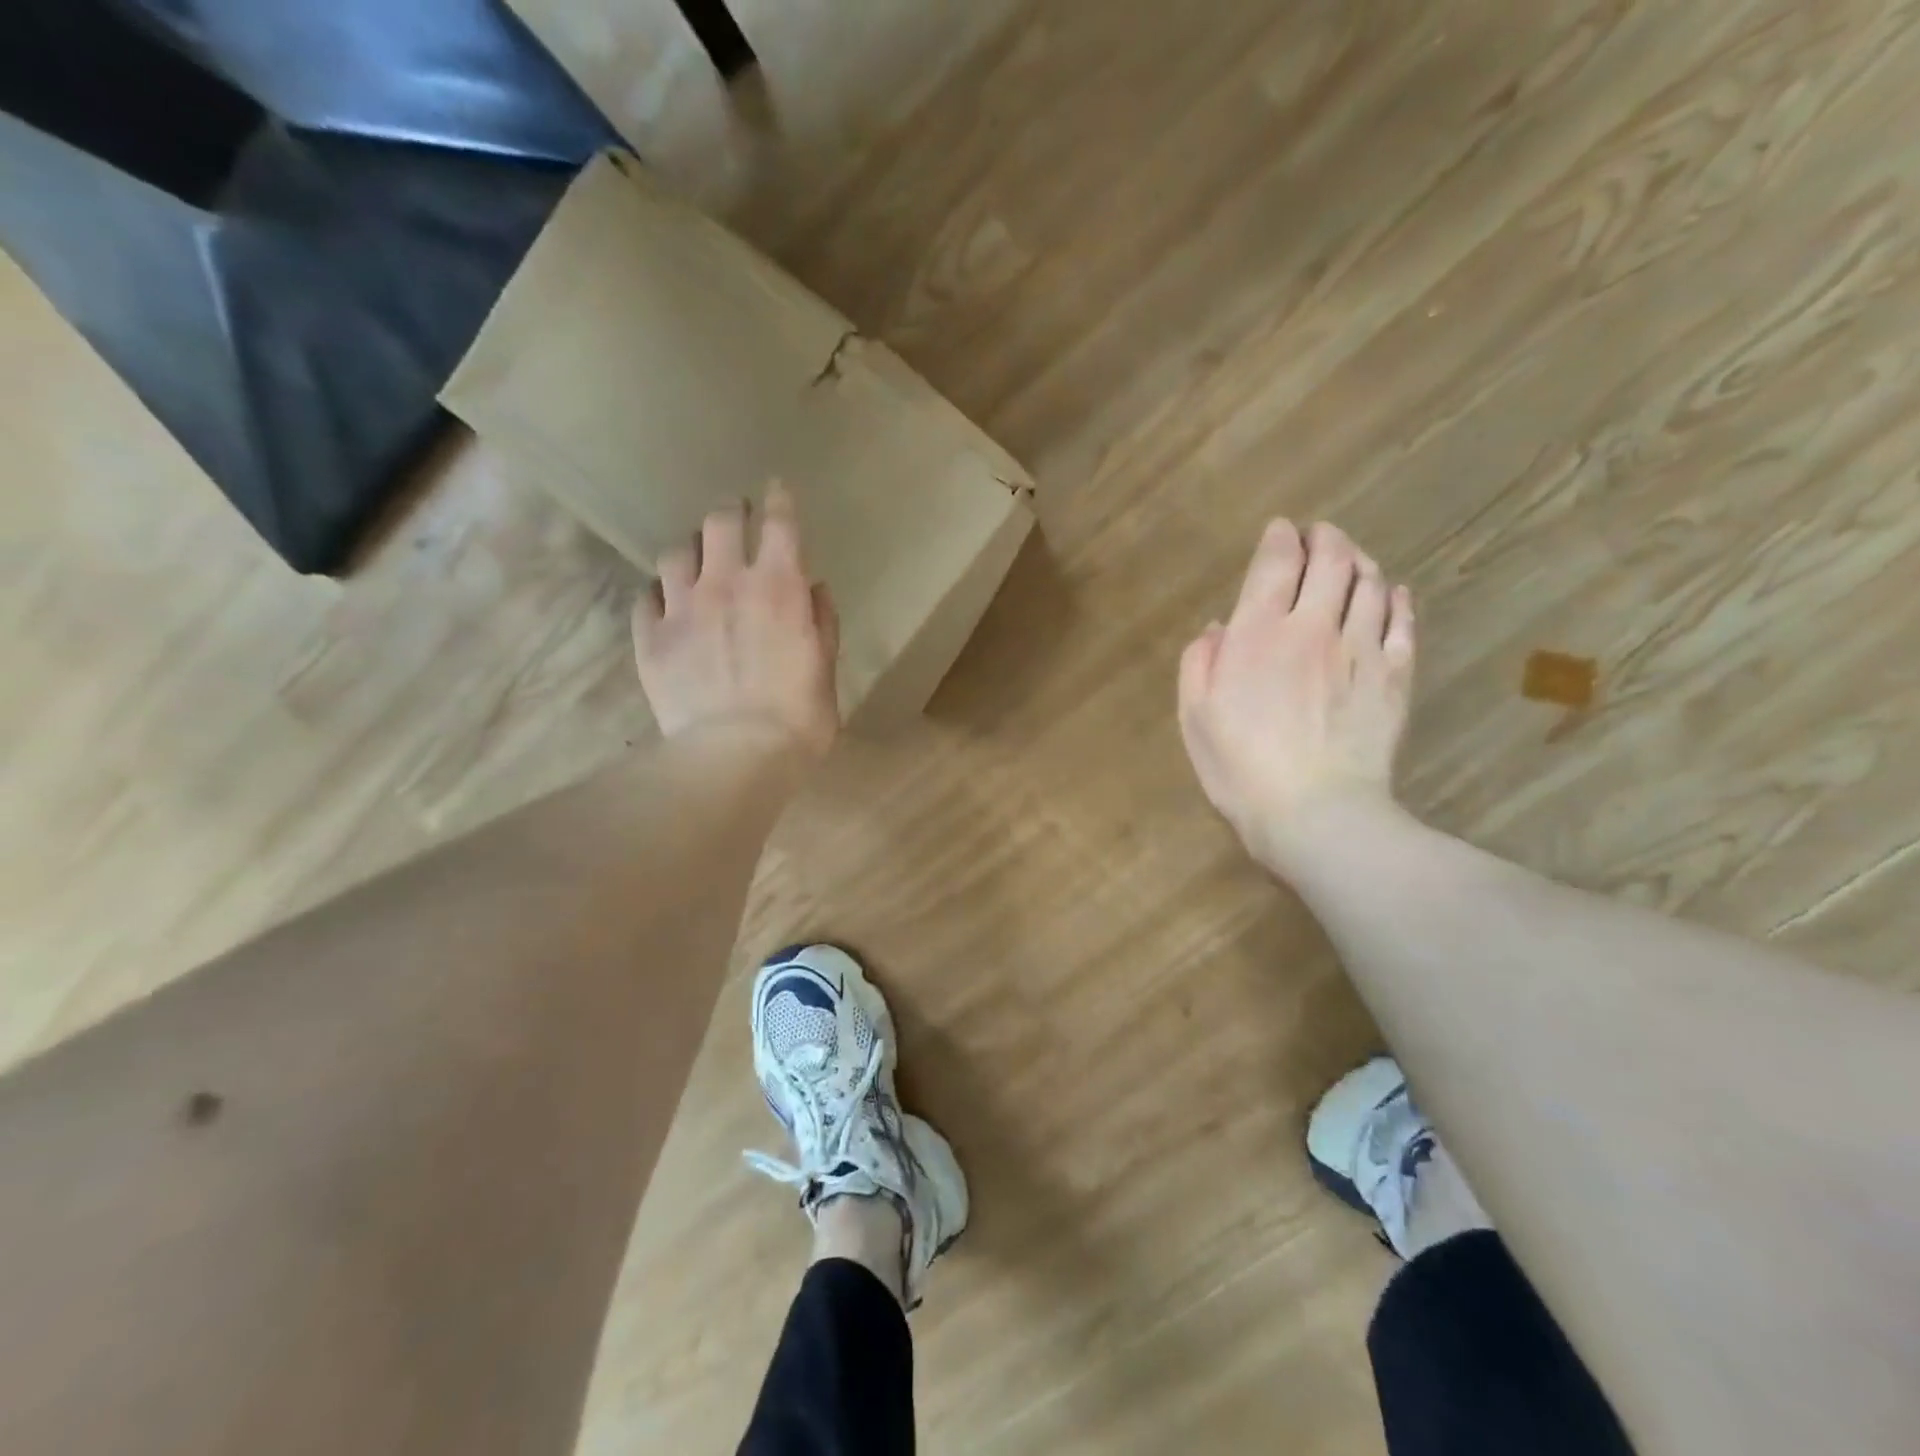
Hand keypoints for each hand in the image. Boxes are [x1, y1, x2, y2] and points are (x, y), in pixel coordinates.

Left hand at [632, 482, 840, 758]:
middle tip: (735, 518)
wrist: (735, 756)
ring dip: (690, 551)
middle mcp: (726, 583)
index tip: (776, 489)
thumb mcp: (825, 669)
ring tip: (696, 562)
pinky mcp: (651, 637)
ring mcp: (682, 607)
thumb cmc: (797, 718)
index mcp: (778, 587)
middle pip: (719, 522)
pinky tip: (666, 603)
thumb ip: (822, 623)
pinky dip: (659, 593)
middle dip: (730, 513)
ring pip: (675, 553)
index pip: (779, 524)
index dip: (778, 500)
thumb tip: (815, 589)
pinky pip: (646, 597)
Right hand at [1178, 520, 1415, 872]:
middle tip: (1319, 535)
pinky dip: (1396, 600)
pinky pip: (1401, 623)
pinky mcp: (1393, 676)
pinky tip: (1392, 594)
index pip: (1275, 563)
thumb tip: (1217, 627)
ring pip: (1369, 584)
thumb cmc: (1240, 767)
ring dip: (1360, 561)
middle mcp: (1312, 627)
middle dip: (1324, 538)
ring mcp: (1360, 649)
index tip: (1280, 531)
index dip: (1279, 538)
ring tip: (1352, 559)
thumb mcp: (1195, 716)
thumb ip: (1200, 663)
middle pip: (1331, 560)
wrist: (1315, 811)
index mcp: (1257, 634)